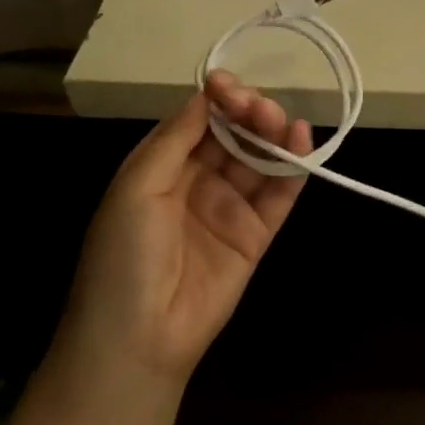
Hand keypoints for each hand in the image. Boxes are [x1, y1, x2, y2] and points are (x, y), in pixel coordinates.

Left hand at [58, 73, 311, 390]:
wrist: (138, 338)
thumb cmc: (123, 255)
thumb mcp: (137, 187)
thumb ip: (176, 139)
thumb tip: (206, 94)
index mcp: (163, 166)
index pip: (198, 120)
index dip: (216, 99)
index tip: (228, 85)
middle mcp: (198, 180)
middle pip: (233, 135)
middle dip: (247, 113)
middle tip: (257, 107)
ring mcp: (229, 207)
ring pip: (259, 158)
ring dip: (273, 133)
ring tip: (281, 120)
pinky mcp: (257, 233)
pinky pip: (279, 193)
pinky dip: (294, 166)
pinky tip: (302, 139)